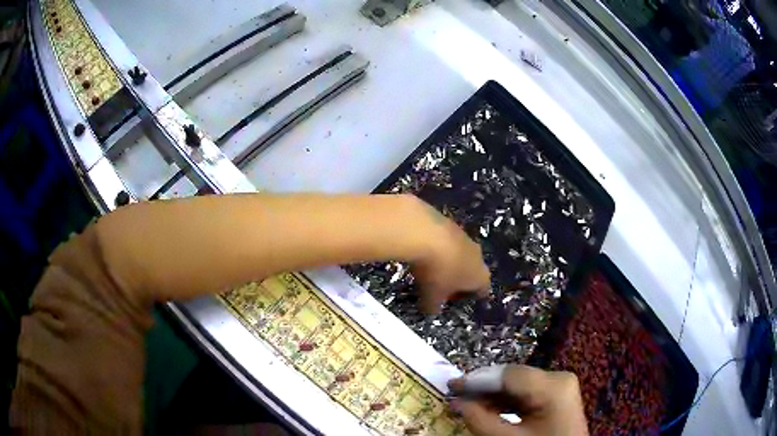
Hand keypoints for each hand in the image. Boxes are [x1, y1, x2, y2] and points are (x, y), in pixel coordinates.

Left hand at [409, 200, 490, 313]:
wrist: (424, 231)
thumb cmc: (435, 272)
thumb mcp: (431, 296)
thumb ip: (433, 307)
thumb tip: (431, 311)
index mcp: (481, 276)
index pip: (482, 291)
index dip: (468, 298)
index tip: (452, 300)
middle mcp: (479, 256)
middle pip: (472, 271)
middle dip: (458, 279)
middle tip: (440, 286)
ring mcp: (466, 237)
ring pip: (461, 254)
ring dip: (449, 261)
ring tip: (429, 268)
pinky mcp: (451, 223)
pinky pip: (448, 240)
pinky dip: (439, 247)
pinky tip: (423, 250)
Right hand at [448, 365, 588, 435]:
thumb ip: (481, 420)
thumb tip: (458, 402)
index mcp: (553, 386)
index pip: (508, 375)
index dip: (477, 379)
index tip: (451, 385)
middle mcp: (559, 378)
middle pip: (513, 377)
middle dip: (483, 387)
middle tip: (456, 393)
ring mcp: (560, 386)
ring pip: (518, 385)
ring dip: (492, 395)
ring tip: (467, 402)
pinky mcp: (557, 396)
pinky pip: (527, 394)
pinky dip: (506, 402)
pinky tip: (487, 408)